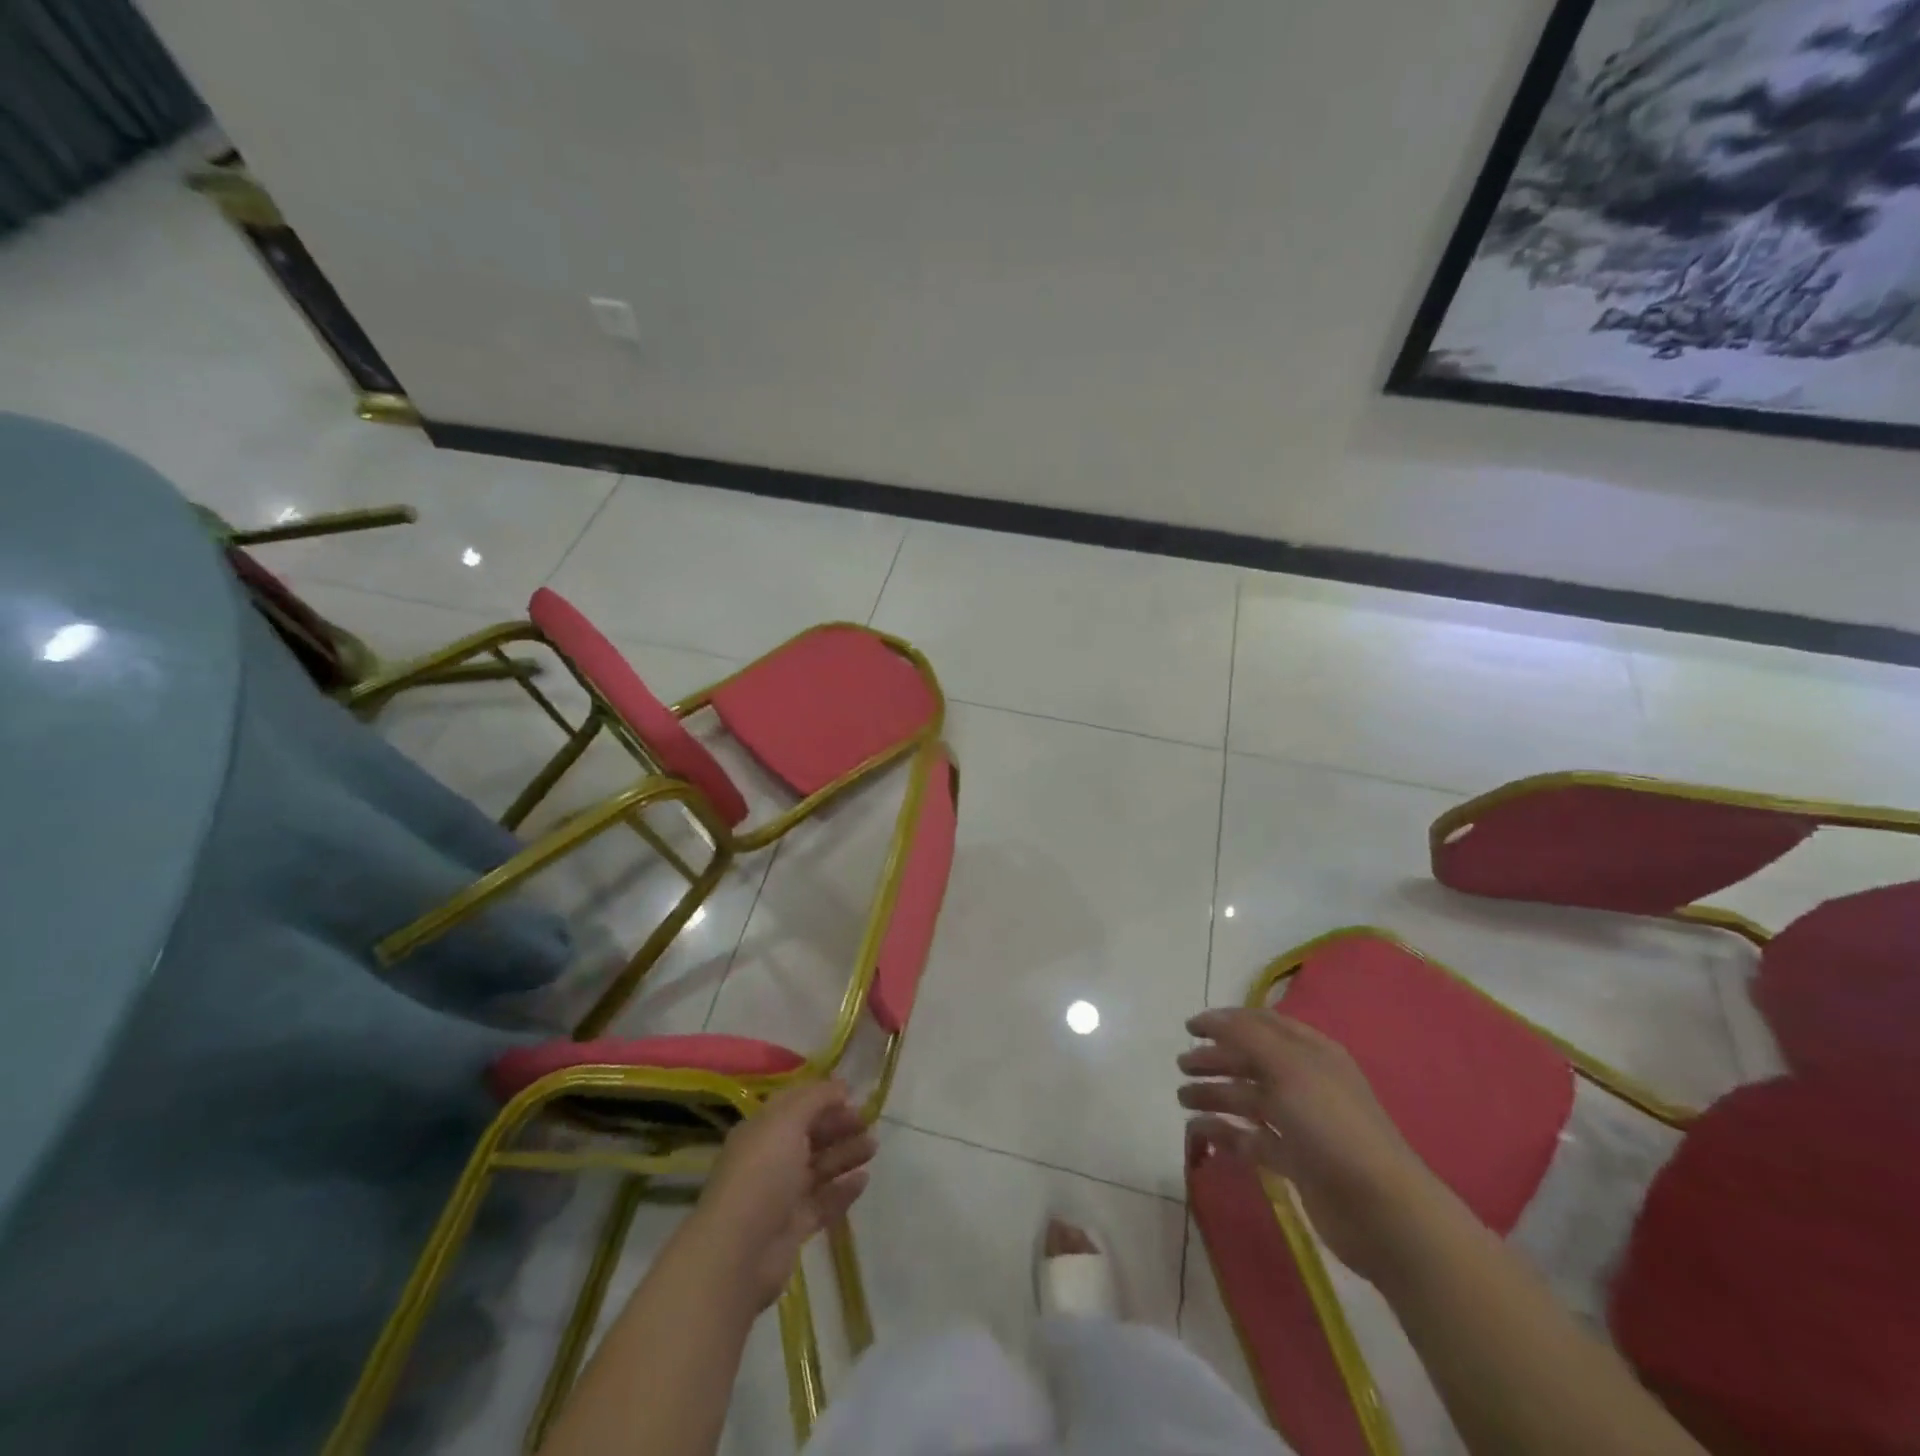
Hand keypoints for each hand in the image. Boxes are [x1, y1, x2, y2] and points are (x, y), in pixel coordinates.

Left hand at [691, 1082, 877, 1310]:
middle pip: (810, 1136)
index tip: (853, 1094)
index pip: (795, 1105)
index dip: (823, 1097)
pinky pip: (823, 1202)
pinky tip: (864, 1180)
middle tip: (869, 1122)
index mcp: (762, 1130)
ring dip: (845, 1154)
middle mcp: (770, 1159)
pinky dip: (843, 1190)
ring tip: (873, 1147)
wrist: (739, 1253)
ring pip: (819, 1168)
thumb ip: (816, 1099)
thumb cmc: (762, 1174)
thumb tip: (840, 1085)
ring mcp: (782, 1195)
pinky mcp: (794, 1227)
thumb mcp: (787, 1121)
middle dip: (838, 1125)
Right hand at [1179, 1008, 1445, 1282]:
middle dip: (1215, 1060)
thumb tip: (1211, 1018)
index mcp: (1310, 1052)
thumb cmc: (1331, 1125)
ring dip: (1215, 1094)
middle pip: (1251, 1061)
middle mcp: (1305, 1081)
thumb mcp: (1288, 1068)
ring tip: (1182, 1099)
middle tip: (1181, 1066)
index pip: (1261, 1024)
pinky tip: (1199, 1133)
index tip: (1189, 1028)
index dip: (1225, 1021)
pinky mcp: (1295, 1161)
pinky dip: (1225, 1132)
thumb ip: (1246, 1036)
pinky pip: (1252, 1138)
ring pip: (1248, 1099)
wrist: (1381, 1210)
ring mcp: (1301, 1123)